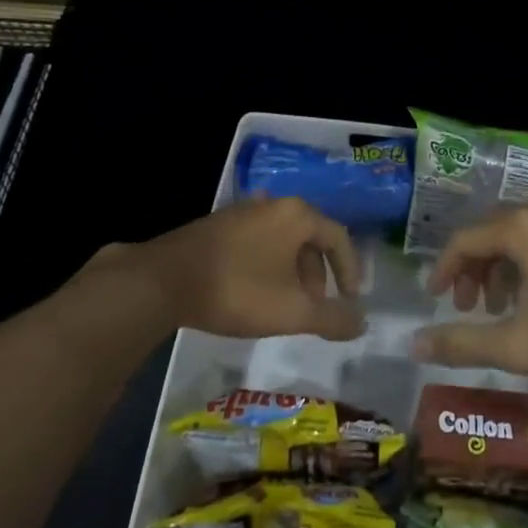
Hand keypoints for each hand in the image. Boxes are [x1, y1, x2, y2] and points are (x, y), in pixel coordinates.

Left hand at [106, 197, 365, 341]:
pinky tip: (253, 293)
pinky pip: (257, 242)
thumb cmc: (238, 290)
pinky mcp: (217, 225)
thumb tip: (363, 323)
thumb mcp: (293, 311)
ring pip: (281, 241)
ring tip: (284, 305)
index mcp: (296, 215)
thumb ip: (332, 318)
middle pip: (309, 237)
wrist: (164, 280)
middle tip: (314, 306)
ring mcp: (241, 212)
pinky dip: (267, 266)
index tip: (350, 300)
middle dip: (318, 274)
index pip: (338, 237)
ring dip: (291, 272)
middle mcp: (272, 204)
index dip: (350, 270)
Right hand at [410, 199, 527, 382]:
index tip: (437, 300)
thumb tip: (415, 345)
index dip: (445, 271)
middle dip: (472, 270)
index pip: (463, 241)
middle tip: (467, 308)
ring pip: (515, 234)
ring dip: (498, 267)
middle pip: (488, 233)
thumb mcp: (520, 344)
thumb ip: (463, 343)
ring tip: (498, 307)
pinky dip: (525, 261)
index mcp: (519, 227)